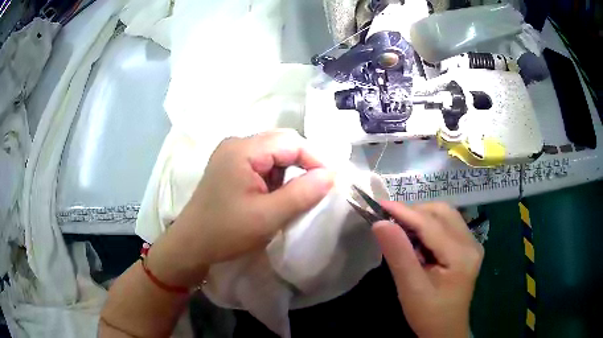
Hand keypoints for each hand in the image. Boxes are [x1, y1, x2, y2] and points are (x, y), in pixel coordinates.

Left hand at [147, 129, 333, 287]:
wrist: (191, 245)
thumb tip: (332, 175)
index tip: (330, 183)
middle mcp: (237, 144)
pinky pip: (263, 165)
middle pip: (282, 144)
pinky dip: (275, 179)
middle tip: (315, 191)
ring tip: (291, 198)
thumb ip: (302, 193)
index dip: (315, 159)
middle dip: (302, 166)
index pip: (291, 142)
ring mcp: (232, 154)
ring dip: (289, 174)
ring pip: (274, 155)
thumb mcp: (268, 216)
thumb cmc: (226, 232)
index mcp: (243, 149)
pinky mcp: (231, 167)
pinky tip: (273, 198)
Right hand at [372, 201, 483, 337]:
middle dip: (415, 212)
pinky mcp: (467, 248)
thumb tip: (380, 223)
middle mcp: (471, 243)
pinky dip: (429, 225)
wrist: (446, 331)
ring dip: (422, 217)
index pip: (431, 224)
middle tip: (390, 222)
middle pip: (442, 213)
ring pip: (446, 215)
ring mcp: (472, 244)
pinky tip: (418, 240)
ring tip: (403, 231)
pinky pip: (448, 225)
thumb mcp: (410, 289)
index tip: (380, 204)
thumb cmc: (429, 314)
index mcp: (461, 255)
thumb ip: (398, 255)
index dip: (405, 212)